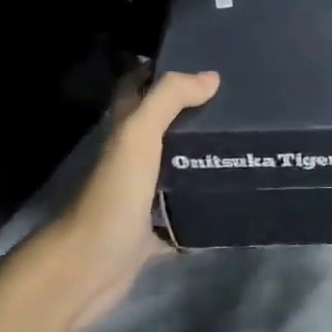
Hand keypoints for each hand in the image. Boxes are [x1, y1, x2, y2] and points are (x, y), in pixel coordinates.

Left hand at [33, 68, 219, 326]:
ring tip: (244, 144)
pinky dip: (203, 206)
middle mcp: (131, 158)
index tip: (202, 63)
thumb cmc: (113, 195)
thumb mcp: (138, 136)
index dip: (161, 71)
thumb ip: (169, 99)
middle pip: (162, 126)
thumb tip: (211, 77)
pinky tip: (234, 197)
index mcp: (124, 131)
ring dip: (201, 157)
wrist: (87, 268)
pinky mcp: (151, 229)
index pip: (137, 87)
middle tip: (237, 103)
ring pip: (174, 167)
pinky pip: (183, 212)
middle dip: (193, 113)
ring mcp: (140, 195)